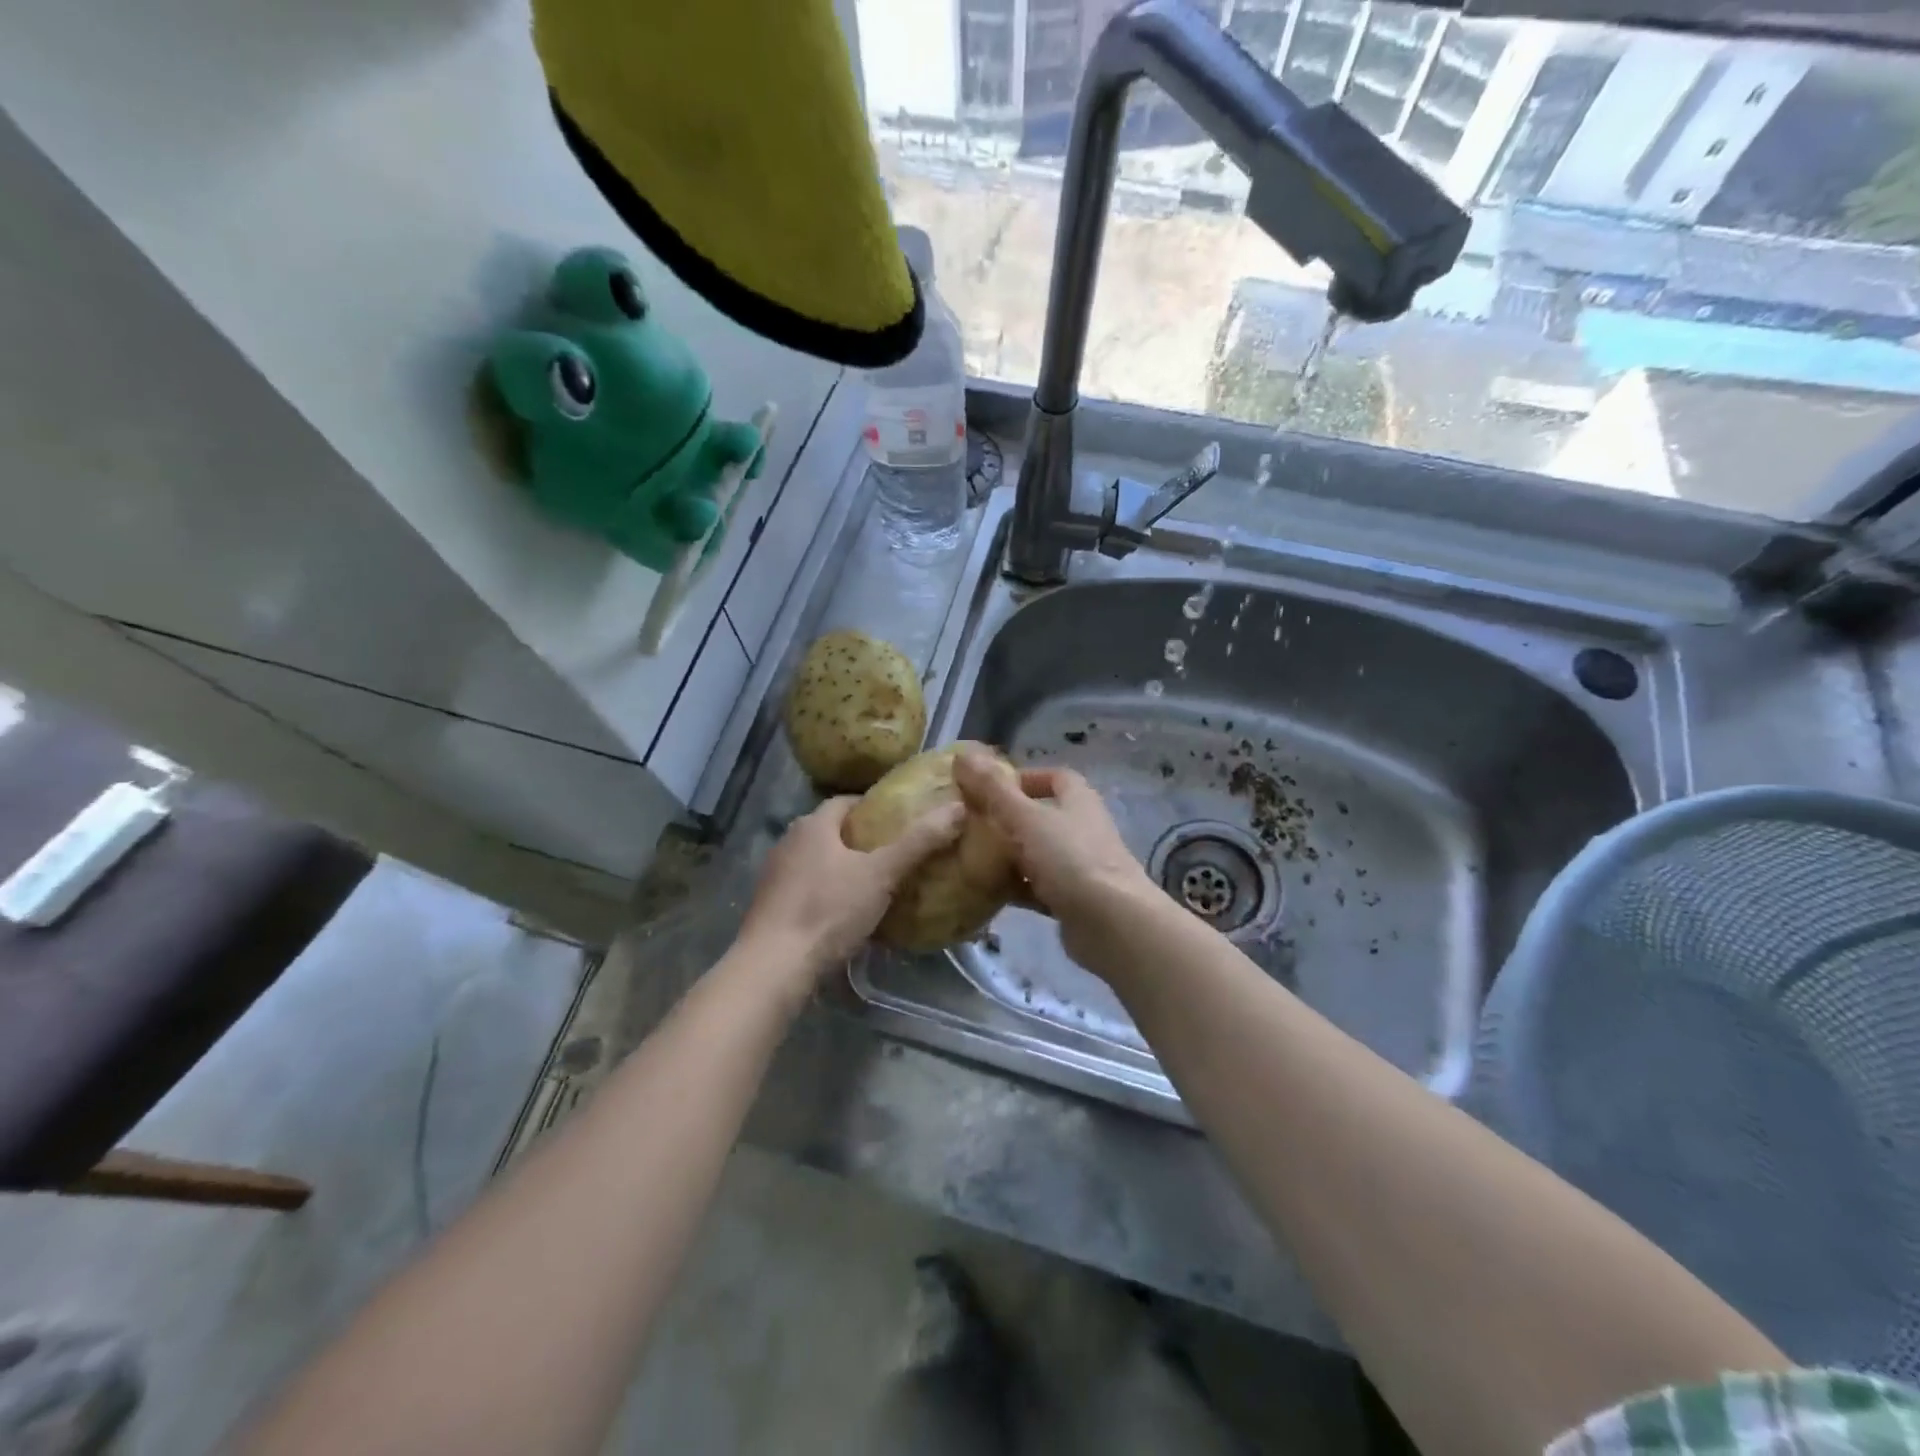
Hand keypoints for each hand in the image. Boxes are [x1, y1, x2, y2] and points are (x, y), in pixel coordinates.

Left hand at [737, 795, 965, 984]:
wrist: (774, 967)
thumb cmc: (829, 910)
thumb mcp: (881, 875)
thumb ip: (918, 843)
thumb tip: (957, 808)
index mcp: (812, 825)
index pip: (847, 802)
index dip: (875, 807)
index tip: (901, 821)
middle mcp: (789, 842)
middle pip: (832, 831)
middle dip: (862, 840)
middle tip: (896, 854)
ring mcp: (775, 876)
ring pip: (818, 862)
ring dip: (843, 868)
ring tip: (877, 885)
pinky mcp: (770, 907)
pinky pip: (807, 889)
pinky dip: (828, 894)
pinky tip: (847, 915)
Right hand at [952, 748, 1158, 970]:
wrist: (1112, 923)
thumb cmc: (1070, 859)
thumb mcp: (1026, 818)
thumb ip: (993, 789)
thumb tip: (963, 755)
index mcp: (1078, 800)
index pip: (1055, 777)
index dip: (1024, 778)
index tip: (990, 788)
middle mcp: (1083, 828)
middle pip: (1043, 816)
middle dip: (1008, 819)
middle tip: (971, 825)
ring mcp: (1081, 866)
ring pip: (1038, 853)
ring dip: (1010, 855)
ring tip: (972, 858)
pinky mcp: (1074, 900)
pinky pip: (1039, 887)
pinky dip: (1017, 887)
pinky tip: (989, 892)